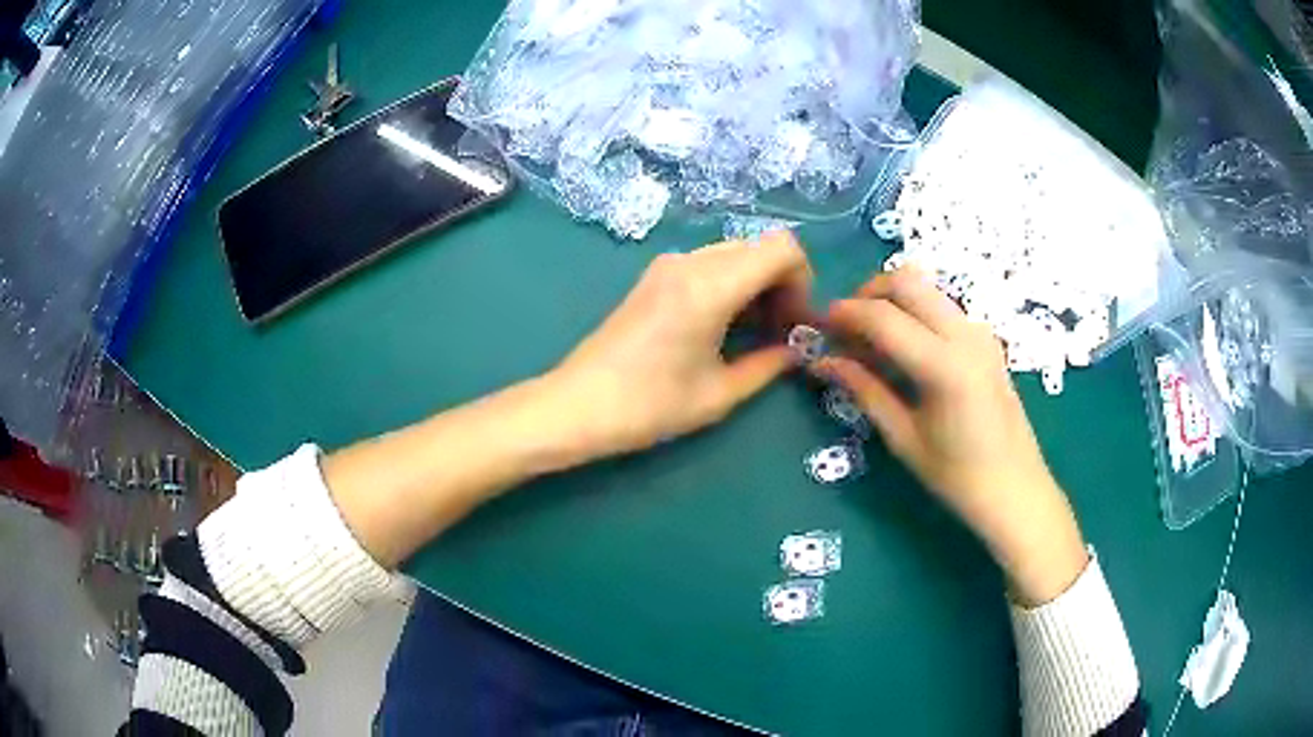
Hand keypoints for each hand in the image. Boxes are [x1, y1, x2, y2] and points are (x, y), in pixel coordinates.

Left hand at [548, 230, 811, 459]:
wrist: (577, 405)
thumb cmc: (649, 406)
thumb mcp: (719, 394)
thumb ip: (768, 365)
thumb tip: (797, 350)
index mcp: (711, 285)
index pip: (782, 248)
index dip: (803, 280)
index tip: (797, 322)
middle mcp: (691, 261)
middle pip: (760, 248)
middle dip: (782, 284)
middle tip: (781, 332)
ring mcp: (668, 265)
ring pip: (735, 254)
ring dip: (757, 284)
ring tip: (755, 333)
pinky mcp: (654, 277)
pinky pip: (709, 264)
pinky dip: (731, 285)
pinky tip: (725, 326)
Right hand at [813, 267, 1087, 605]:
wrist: (1017, 490)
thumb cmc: (958, 477)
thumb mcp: (904, 438)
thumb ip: (864, 390)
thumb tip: (822, 361)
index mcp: (944, 365)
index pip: (882, 316)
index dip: (844, 314)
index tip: (818, 326)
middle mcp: (965, 334)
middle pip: (906, 281)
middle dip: (867, 293)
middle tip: (845, 327)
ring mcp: (980, 332)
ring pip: (926, 288)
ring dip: (891, 301)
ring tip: (871, 341)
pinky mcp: (987, 339)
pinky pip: (943, 307)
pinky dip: (914, 312)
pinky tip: (904, 350)